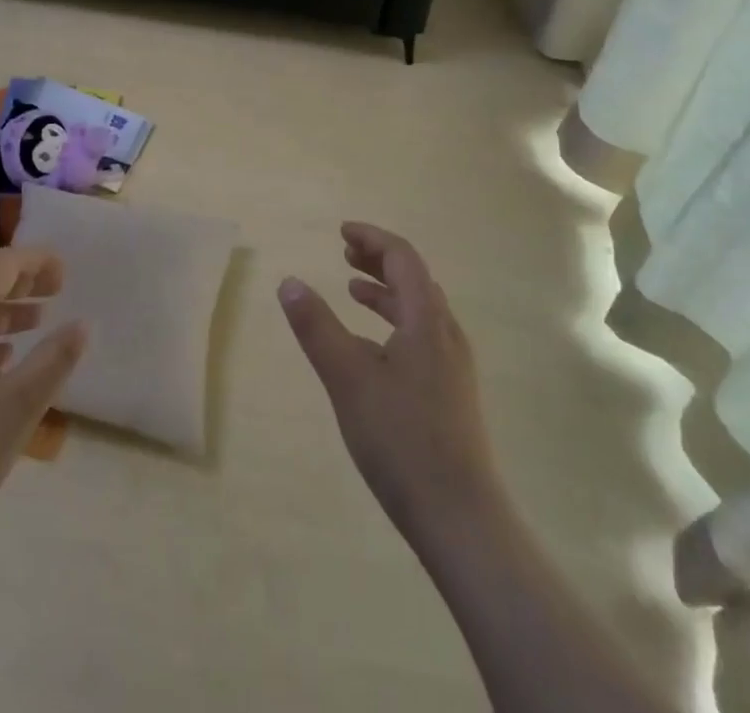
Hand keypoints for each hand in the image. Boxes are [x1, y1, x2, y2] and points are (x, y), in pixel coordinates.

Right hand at [279, 223, 504, 546]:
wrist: (460, 517)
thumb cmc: (401, 439)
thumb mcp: (347, 378)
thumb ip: (316, 327)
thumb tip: (289, 281)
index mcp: (426, 319)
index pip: (403, 257)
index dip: (372, 238)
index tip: (342, 232)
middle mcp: (446, 333)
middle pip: (414, 278)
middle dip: (378, 261)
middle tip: (344, 254)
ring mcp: (453, 365)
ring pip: (419, 309)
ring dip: (386, 291)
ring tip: (352, 292)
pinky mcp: (451, 392)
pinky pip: (421, 335)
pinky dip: (394, 322)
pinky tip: (371, 347)